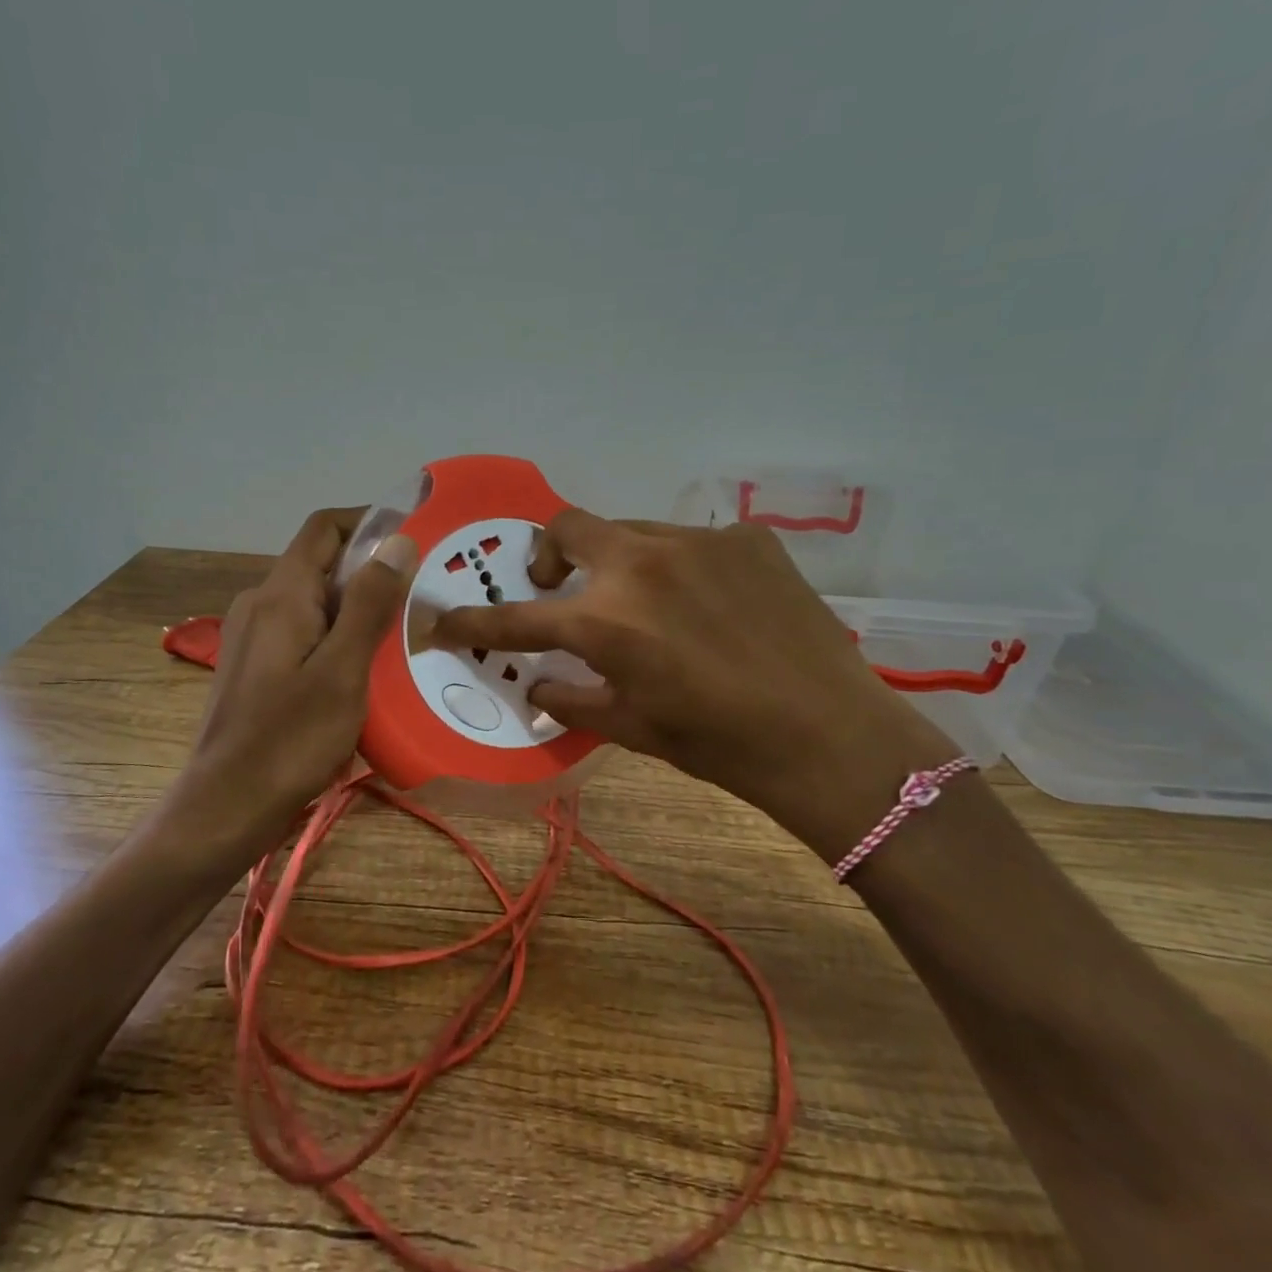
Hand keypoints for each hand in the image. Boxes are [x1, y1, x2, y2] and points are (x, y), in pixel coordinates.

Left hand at [184, 508, 416, 857]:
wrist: (225, 809)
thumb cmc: (289, 740)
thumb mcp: (343, 670)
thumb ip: (369, 603)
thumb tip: (398, 540)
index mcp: (280, 595)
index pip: (324, 528)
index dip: (368, 521)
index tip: (414, 537)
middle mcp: (260, 604)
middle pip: (320, 565)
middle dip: (371, 572)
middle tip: (421, 595)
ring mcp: (253, 638)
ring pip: (314, 602)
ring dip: (357, 608)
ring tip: (403, 634)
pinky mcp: (256, 668)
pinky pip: (304, 634)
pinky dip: (338, 637)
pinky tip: (366, 670)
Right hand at [429, 510, 958, 860]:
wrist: (830, 736)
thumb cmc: (719, 744)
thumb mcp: (632, 730)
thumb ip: (571, 699)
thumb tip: (538, 681)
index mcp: (606, 621)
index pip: (516, 616)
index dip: (471, 621)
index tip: (441, 621)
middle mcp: (641, 564)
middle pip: (567, 526)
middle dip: (549, 555)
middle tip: (559, 587)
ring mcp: (697, 541)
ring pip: (631, 530)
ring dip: (618, 561)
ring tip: (645, 603)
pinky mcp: (745, 537)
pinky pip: (690, 540)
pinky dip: (679, 567)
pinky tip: (708, 603)